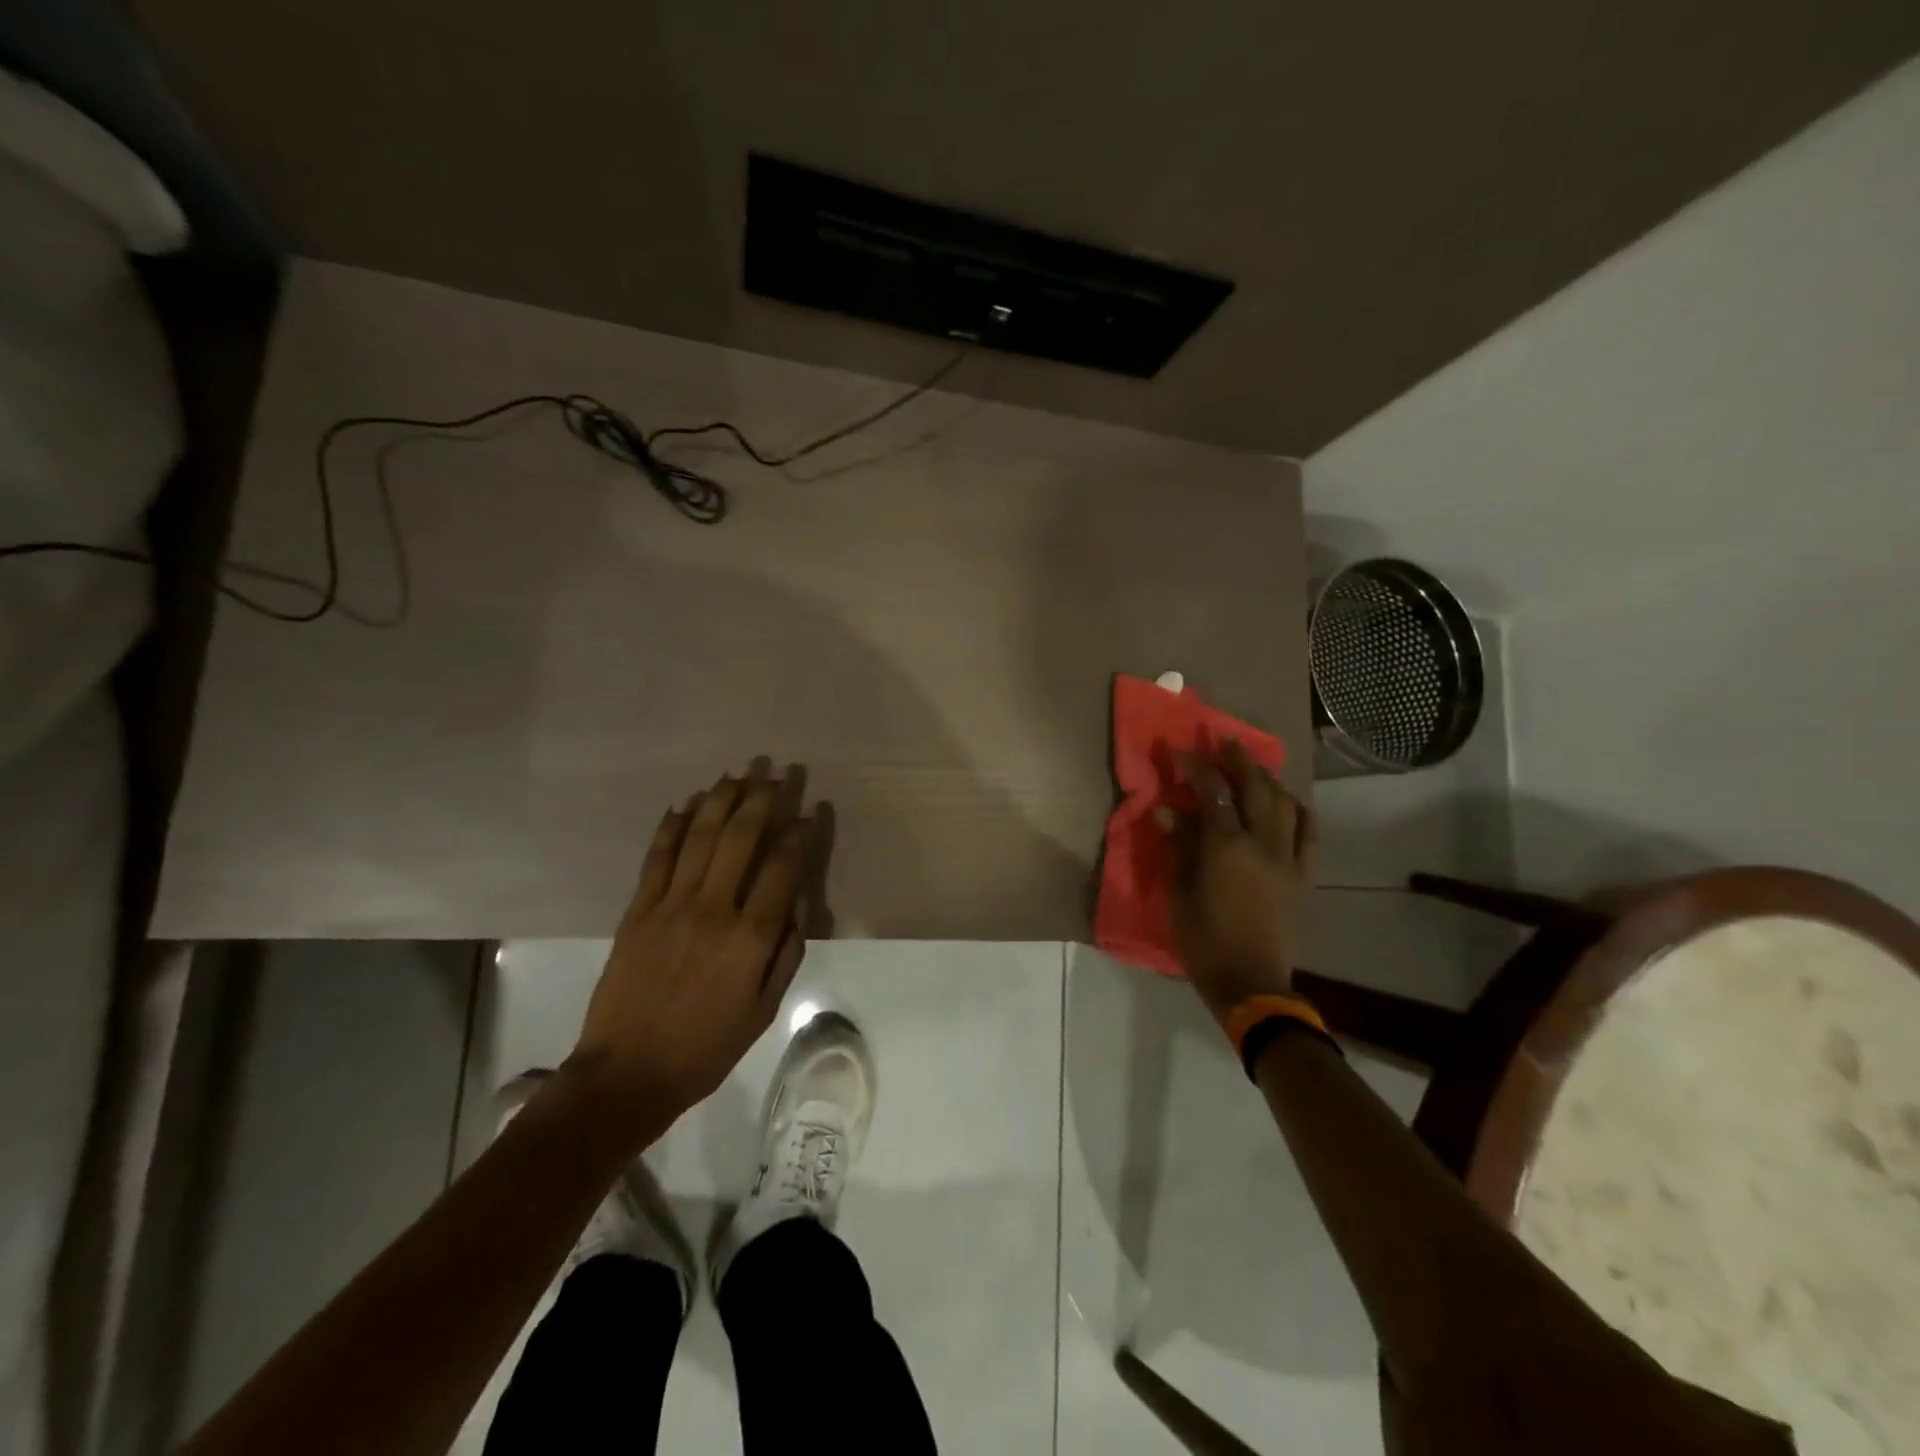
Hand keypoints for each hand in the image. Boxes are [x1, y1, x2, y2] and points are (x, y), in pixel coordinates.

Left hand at [566, 759, 822, 1144]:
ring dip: (720, 800)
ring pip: (700, 838)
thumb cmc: (706, 1047)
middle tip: (775, 773)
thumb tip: (795, 905)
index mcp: (749, 938)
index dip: (799, 835)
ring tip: (737, 772)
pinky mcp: (638, 910)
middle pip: (740, 839)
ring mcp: (670, 905)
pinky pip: (658, 857)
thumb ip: (785, 953)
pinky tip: (686, 803)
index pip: (782, 868)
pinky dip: (672, 826)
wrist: (627, 1073)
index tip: (809, 810)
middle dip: (761, 800)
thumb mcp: (764, 1010)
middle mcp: (712, 910)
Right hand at [1164, 740, 1314, 1030]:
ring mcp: (1288, 858)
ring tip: (1253, 769)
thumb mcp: (1179, 893)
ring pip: (1286, 803)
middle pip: (1256, 787)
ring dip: (1268, 779)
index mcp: (1227, 847)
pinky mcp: (1303, 875)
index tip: (1179, 752)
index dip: (1196, 767)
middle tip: (1223, 742)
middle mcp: (1263, 843)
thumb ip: (1178, 847)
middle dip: (1239, 759)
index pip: (1213, 792)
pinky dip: (1297, 809)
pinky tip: (1287, 803)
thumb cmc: (1203, 940)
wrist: (1251, 982)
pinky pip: (1308, 832)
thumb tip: (1169, 811)